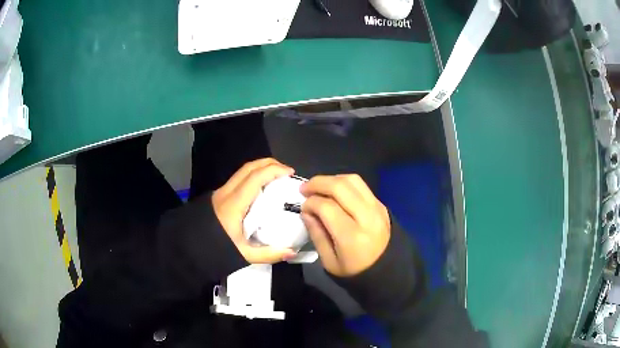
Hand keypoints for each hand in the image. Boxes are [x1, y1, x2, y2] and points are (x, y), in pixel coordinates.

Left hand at [212, 158, 296, 263]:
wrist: (190, 247)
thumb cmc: (216, 249)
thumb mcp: (243, 254)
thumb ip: (268, 253)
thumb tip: (292, 252)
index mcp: (234, 204)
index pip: (255, 177)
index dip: (274, 170)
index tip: (290, 173)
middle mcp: (227, 192)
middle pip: (249, 167)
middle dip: (269, 163)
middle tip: (286, 171)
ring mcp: (221, 192)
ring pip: (242, 171)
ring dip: (261, 169)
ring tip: (276, 177)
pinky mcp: (219, 195)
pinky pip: (238, 179)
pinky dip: (253, 176)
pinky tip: (261, 188)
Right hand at [300, 174, 390, 276]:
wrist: (387, 272)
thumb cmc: (355, 272)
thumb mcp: (329, 262)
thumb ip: (316, 234)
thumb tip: (306, 211)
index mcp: (352, 236)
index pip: (327, 207)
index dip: (310, 203)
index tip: (303, 207)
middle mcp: (367, 217)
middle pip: (340, 186)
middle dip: (318, 183)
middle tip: (304, 189)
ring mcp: (377, 208)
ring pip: (353, 180)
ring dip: (332, 179)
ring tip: (319, 187)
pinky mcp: (381, 205)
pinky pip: (361, 186)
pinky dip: (344, 183)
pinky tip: (334, 192)